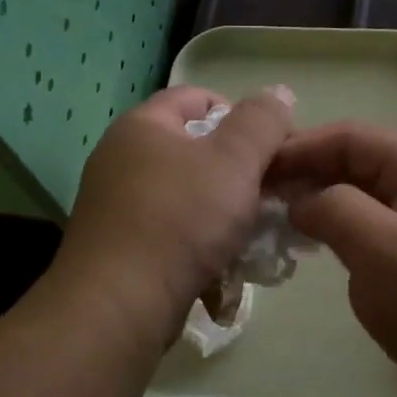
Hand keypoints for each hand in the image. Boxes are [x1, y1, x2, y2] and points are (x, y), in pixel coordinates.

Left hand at [57, 85, 293, 344]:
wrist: (119, 304)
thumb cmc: (180, 220)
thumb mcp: (234, 160)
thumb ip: (262, 122)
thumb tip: (279, 92)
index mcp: (143, 125)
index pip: (199, 98)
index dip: (243, 116)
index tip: (274, 150)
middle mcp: (122, 159)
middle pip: (195, 151)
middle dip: (239, 173)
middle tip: (271, 197)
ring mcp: (117, 206)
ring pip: (187, 197)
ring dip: (224, 214)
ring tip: (254, 238)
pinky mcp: (120, 248)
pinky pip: (171, 234)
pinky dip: (199, 245)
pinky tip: (223, 268)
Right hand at [269, 124, 396, 396]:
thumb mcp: (382, 251)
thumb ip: (334, 210)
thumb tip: (299, 198)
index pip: (352, 137)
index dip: (299, 148)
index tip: (253, 170)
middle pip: (357, 161)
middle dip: (307, 174)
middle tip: (257, 197)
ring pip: (362, 194)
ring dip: (320, 201)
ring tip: (276, 219)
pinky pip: (374, 223)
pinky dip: (340, 227)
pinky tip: (313, 243)